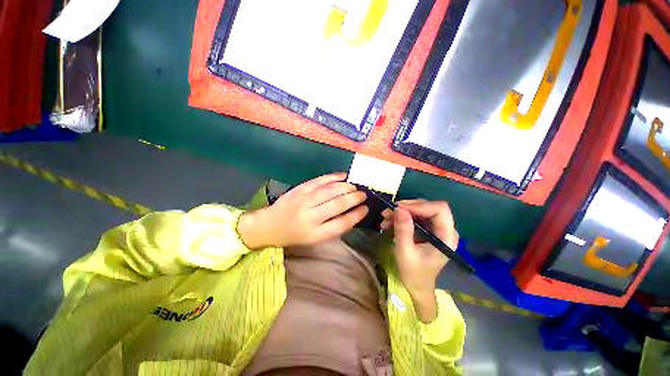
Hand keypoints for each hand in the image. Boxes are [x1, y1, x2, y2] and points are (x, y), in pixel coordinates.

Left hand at [237, 173, 367, 247]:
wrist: (269, 226)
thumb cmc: (293, 236)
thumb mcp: (313, 239)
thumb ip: (332, 227)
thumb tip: (351, 214)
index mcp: (315, 234)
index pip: (342, 224)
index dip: (357, 215)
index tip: (366, 208)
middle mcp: (310, 217)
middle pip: (338, 204)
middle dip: (354, 198)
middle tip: (363, 194)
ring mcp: (304, 201)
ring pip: (330, 190)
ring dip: (346, 187)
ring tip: (354, 186)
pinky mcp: (299, 190)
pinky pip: (319, 181)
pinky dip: (332, 177)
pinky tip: (342, 175)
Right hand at [381, 200, 457, 321]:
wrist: (417, 285)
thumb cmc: (413, 273)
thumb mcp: (405, 252)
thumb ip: (403, 230)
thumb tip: (399, 209)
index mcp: (446, 237)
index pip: (440, 210)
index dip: (420, 205)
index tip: (399, 209)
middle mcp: (445, 229)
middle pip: (429, 207)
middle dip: (407, 207)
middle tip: (388, 212)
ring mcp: (437, 228)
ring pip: (420, 209)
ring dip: (401, 212)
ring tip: (385, 218)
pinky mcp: (428, 229)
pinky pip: (415, 216)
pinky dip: (401, 217)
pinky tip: (389, 223)